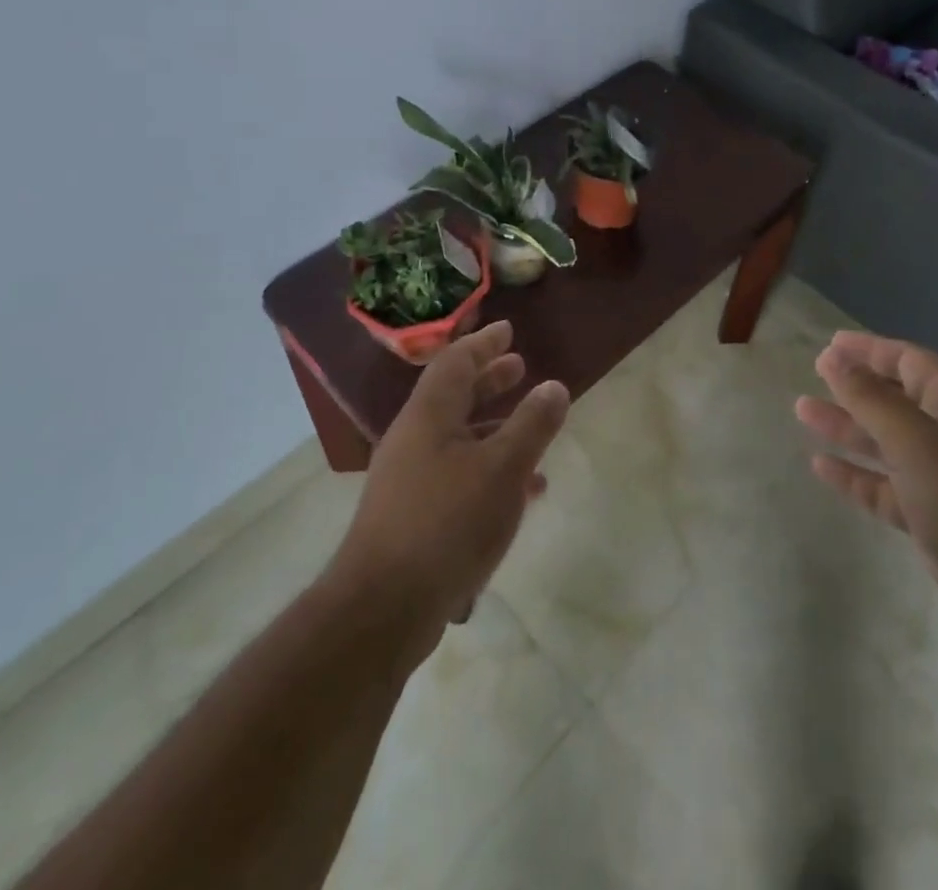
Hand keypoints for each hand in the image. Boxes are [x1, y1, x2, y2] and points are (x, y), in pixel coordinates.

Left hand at [325, 321, 569, 660]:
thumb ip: (532, 425)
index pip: (455, 362)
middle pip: (454, 396)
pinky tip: (522, 493)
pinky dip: (489, 469)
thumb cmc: (447, 523)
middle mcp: (414, 439)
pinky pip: (458, 475)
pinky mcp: (412, 515)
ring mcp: (409, 479)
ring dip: (495, 428)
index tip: (508, 330)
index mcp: (428, 415)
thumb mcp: (503, 469)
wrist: (383, 608)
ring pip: (458, 438)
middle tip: (520, 368)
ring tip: (532, 429)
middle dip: (489, 381)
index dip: (484, 343)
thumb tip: (554, 386)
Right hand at [796, 330, 937, 673]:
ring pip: (885, 443)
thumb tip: (833, 358)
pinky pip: (884, 487)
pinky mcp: (933, 520)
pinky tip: (821, 466)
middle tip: (814, 374)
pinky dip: (855, 475)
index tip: (830, 345)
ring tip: (802, 411)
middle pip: (896, 399)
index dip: (870, 350)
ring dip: (847, 427)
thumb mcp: (918, 442)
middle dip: (855, 386)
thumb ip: (872, 400)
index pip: (910, 362)